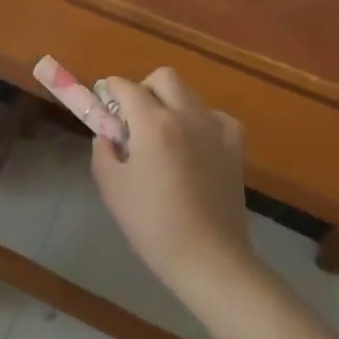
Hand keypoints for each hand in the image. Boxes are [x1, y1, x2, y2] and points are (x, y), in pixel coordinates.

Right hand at [92, 68, 254, 301]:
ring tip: (165, 135)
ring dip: (172, 103)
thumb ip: (104, 151)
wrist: (211, 260)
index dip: (111, 90)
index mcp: (152, 122)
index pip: (126, 87)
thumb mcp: (112, 188)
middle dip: (144, 88)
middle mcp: (185, 114)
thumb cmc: (154, 226)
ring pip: (189, 93)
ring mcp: (215, 127)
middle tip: (135, 117)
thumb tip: (108, 134)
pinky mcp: (235, 145)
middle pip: (163, 77)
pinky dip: (201, 122)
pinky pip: (214, 116)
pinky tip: (196, 146)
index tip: (104, 102)